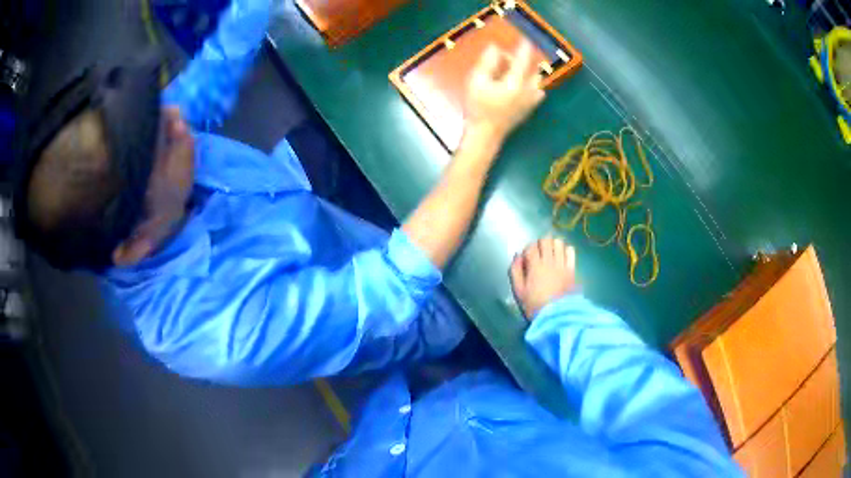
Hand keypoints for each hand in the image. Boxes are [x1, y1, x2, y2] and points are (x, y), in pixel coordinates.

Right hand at [465, 42, 545, 143]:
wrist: (485, 134)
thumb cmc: (478, 107)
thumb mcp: (477, 81)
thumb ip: (487, 63)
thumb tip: (495, 48)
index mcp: (514, 83)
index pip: (522, 60)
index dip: (523, 48)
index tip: (525, 39)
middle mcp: (527, 91)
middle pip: (533, 71)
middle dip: (523, 63)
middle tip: (508, 61)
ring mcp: (530, 102)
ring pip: (537, 82)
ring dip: (529, 74)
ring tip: (515, 72)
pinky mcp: (529, 109)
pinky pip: (537, 93)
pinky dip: (532, 85)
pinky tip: (520, 85)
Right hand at [510, 237, 577, 318]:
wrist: (557, 316)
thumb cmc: (535, 305)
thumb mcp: (519, 291)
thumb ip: (516, 271)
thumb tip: (517, 256)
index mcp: (535, 266)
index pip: (531, 247)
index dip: (528, 250)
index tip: (527, 258)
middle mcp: (549, 261)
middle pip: (546, 240)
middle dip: (541, 244)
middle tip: (539, 254)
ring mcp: (562, 264)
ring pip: (559, 242)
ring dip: (554, 245)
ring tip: (551, 253)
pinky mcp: (572, 269)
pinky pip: (571, 251)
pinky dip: (566, 250)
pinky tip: (562, 257)